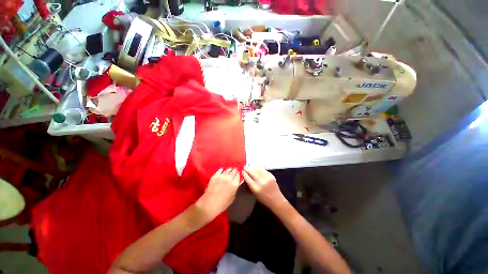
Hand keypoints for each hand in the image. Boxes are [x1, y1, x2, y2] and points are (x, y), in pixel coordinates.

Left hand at [196, 168, 240, 224]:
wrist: (209, 204)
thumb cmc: (222, 204)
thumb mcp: (232, 198)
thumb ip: (234, 190)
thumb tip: (234, 186)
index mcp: (235, 184)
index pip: (238, 176)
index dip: (238, 174)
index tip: (238, 174)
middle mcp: (229, 178)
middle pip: (233, 171)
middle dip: (234, 171)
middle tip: (234, 170)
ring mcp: (222, 176)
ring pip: (227, 170)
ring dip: (229, 170)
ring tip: (230, 169)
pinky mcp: (215, 176)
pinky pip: (219, 170)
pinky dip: (221, 170)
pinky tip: (222, 170)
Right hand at [242, 167, 287, 211]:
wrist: (276, 200)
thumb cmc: (263, 199)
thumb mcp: (254, 193)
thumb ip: (250, 184)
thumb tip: (245, 176)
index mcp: (255, 187)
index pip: (247, 177)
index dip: (244, 173)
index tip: (242, 171)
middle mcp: (260, 181)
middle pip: (251, 171)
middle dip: (247, 169)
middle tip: (245, 167)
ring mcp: (266, 177)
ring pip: (257, 169)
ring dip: (253, 168)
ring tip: (251, 168)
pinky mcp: (271, 175)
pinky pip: (263, 170)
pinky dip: (259, 169)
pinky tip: (258, 169)